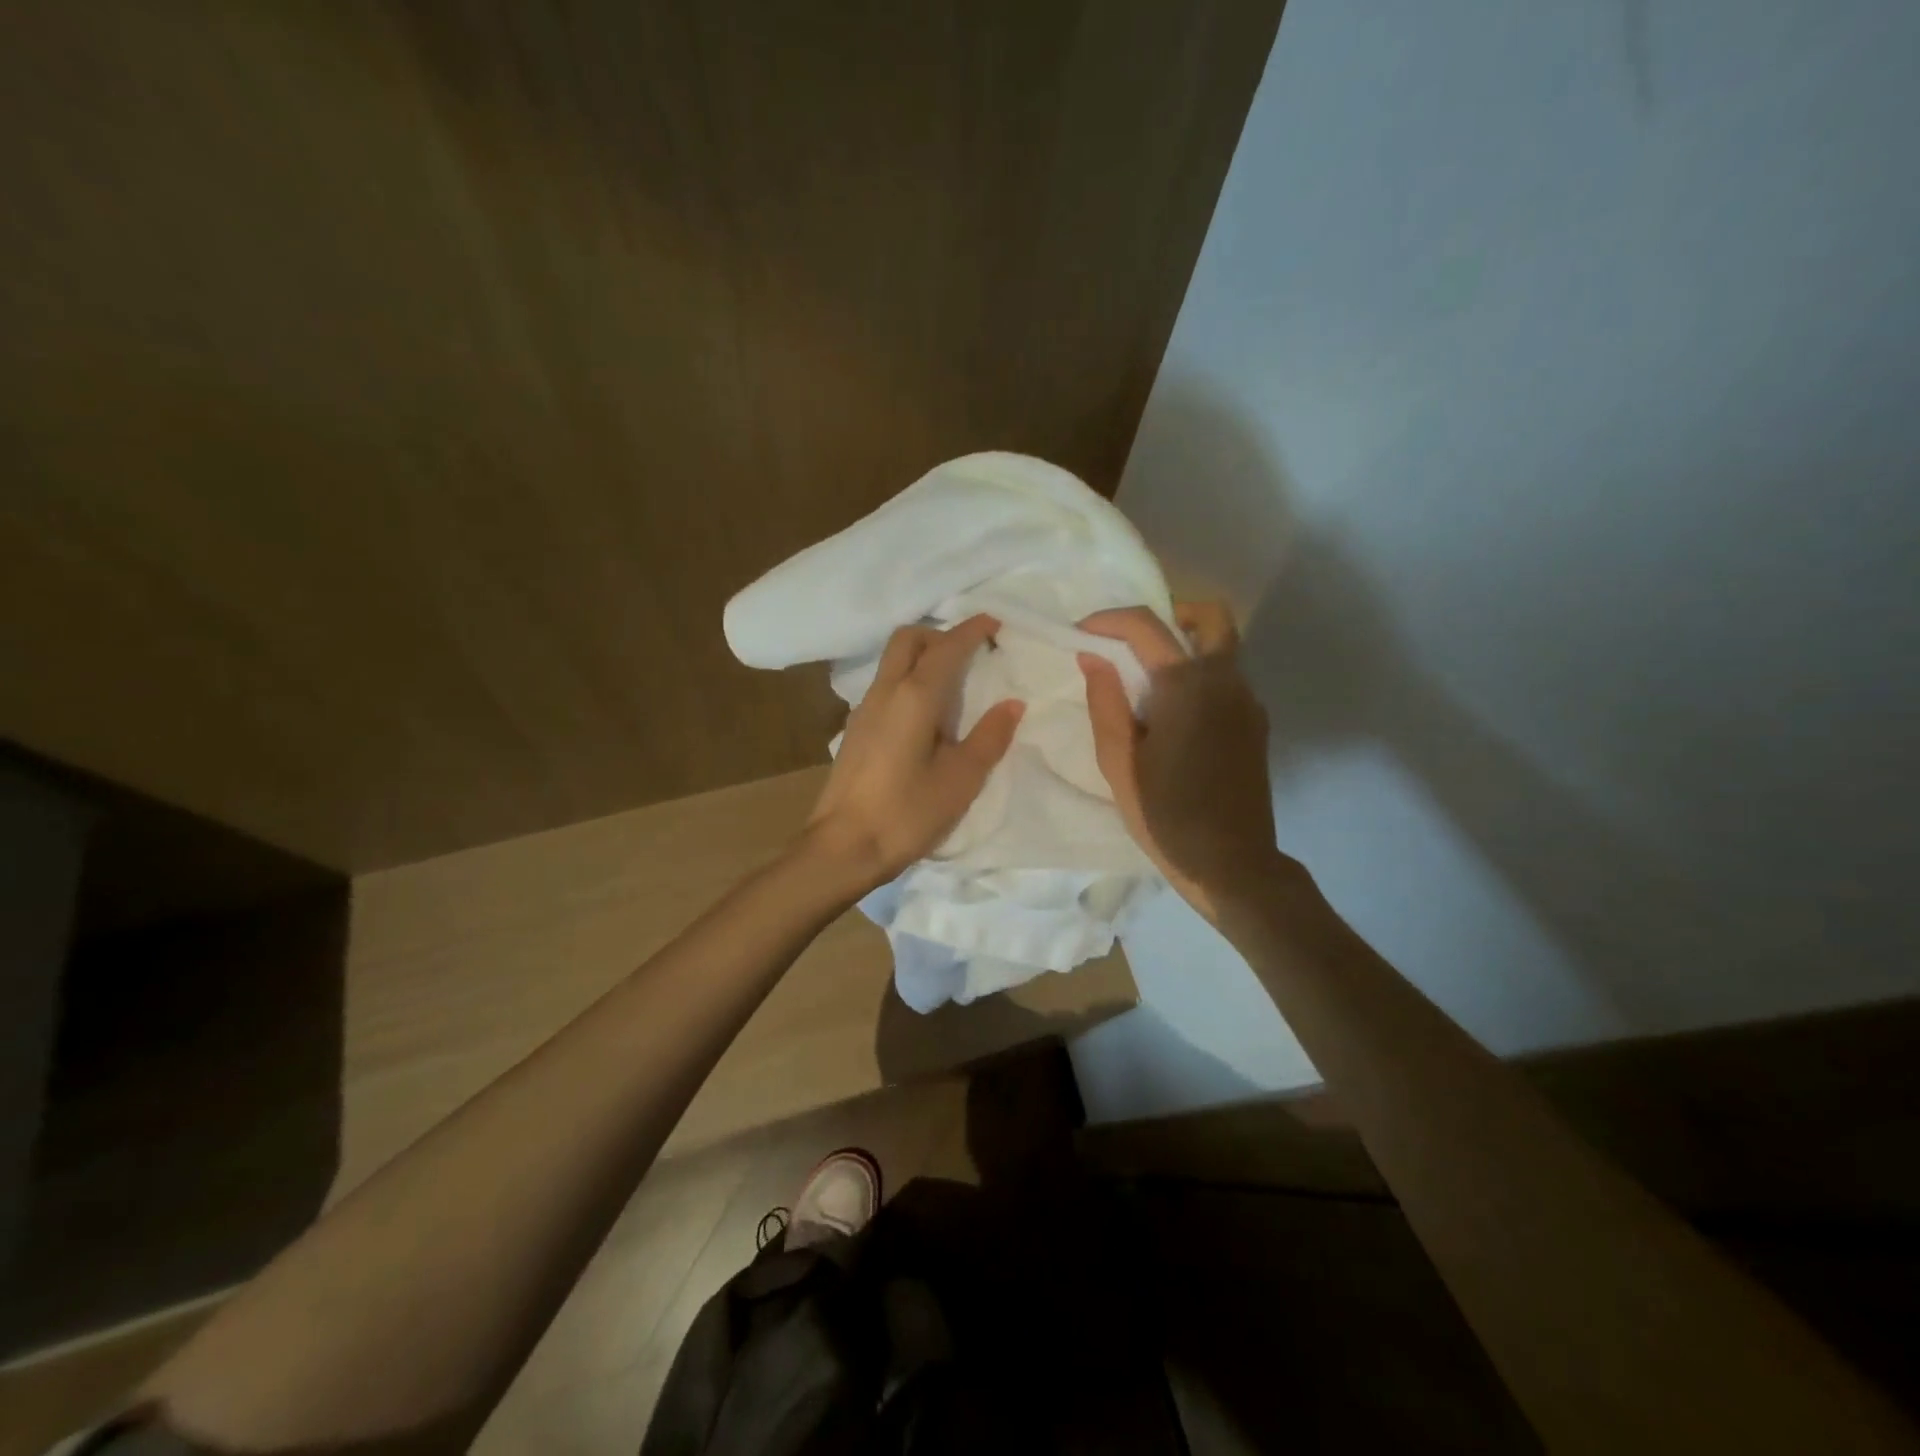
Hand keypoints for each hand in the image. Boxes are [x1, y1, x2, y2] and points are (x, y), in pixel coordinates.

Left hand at [803, 615, 1023, 891]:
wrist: (843, 847)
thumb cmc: (907, 813)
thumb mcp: (961, 779)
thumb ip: (990, 737)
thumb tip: (1013, 704)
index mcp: (915, 696)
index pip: (947, 647)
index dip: (973, 629)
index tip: (996, 622)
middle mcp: (886, 691)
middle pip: (909, 638)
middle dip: (941, 633)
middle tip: (972, 653)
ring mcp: (865, 709)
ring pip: (893, 660)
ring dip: (923, 655)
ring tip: (955, 682)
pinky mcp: (856, 729)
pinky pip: (887, 684)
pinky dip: (910, 678)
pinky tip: (927, 713)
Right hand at [1078, 603, 1282, 919]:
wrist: (1232, 865)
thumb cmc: (1165, 816)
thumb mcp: (1119, 764)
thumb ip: (1105, 703)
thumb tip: (1092, 657)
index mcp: (1187, 687)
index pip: (1147, 626)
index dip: (1108, 620)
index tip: (1081, 632)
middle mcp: (1226, 681)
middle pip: (1211, 616)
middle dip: (1170, 614)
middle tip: (1132, 641)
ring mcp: (1248, 701)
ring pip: (1223, 645)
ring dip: (1185, 644)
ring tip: (1146, 680)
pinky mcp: (1256, 723)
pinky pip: (1228, 677)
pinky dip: (1200, 673)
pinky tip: (1172, 714)